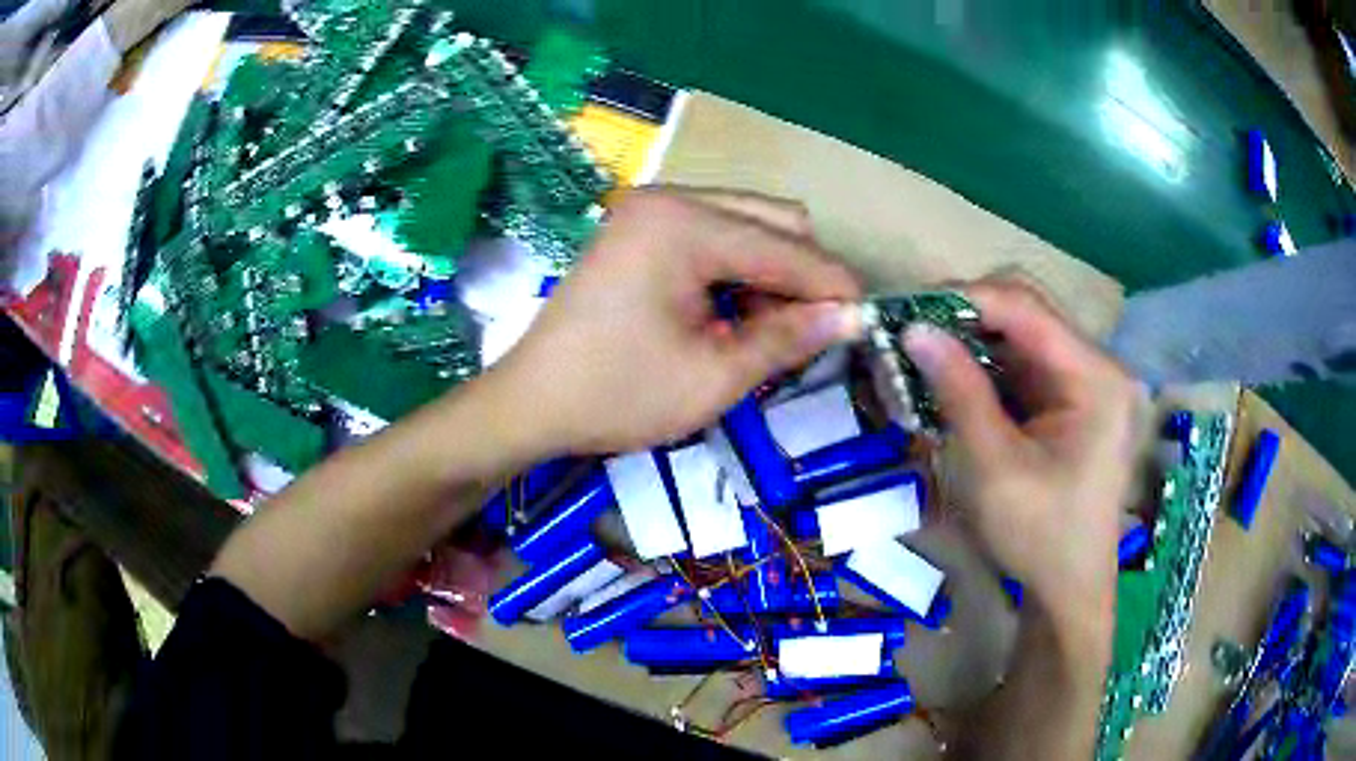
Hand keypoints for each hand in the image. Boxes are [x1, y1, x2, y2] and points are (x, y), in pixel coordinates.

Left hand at [487, 188, 860, 455]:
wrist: (531, 401)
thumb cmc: (616, 395)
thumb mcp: (712, 378)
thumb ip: (787, 338)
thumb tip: (853, 317)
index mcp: (683, 225)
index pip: (787, 248)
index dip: (834, 287)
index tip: (868, 322)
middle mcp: (669, 197)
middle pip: (774, 218)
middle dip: (805, 273)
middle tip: (816, 330)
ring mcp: (652, 207)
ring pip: (749, 222)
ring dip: (775, 270)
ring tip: (775, 327)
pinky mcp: (643, 226)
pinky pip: (718, 233)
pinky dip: (742, 268)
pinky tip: (739, 310)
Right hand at [903, 279, 1146, 643]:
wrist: (1068, 589)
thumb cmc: (1039, 536)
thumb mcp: (995, 468)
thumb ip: (960, 392)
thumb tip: (914, 329)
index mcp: (1094, 377)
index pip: (1026, 307)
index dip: (965, 298)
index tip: (907, 309)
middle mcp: (1096, 364)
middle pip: (1026, 312)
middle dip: (966, 317)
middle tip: (911, 333)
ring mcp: (1085, 381)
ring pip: (1021, 336)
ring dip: (971, 342)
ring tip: (923, 355)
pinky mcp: (1070, 399)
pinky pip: (1023, 365)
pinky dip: (985, 368)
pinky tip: (953, 381)